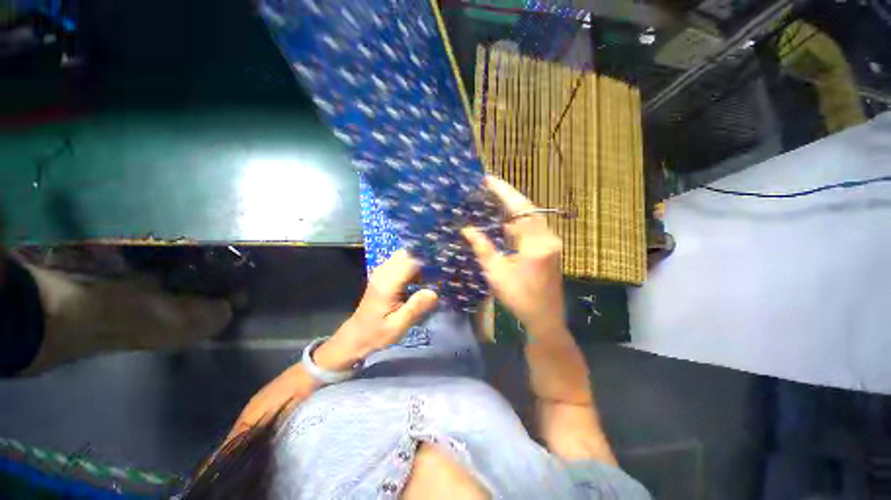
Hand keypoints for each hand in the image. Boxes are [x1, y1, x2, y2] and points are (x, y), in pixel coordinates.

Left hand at [316, 250, 438, 368]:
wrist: (356, 336)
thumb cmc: (377, 333)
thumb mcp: (397, 326)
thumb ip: (415, 308)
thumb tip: (433, 293)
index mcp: (387, 284)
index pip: (409, 261)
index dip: (427, 260)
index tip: (442, 265)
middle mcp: (383, 273)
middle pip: (407, 254)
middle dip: (424, 258)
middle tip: (439, 270)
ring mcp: (381, 272)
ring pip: (404, 256)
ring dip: (418, 262)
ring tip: (433, 274)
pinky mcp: (383, 275)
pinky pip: (400, 263)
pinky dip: (412, 267)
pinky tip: (421, 279)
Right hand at [462, 176, 564, 331]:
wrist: (545, 317)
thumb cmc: (519, 298)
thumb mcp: (496, 273)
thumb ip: (483, 248)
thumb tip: (467, 229)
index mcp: (536, 245)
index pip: (520, 210)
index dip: (504, 193)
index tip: (488, 180)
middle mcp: (548, 239)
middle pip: (528, 209)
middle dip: (508, 196)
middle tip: (488, 187)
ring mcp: (552, 242)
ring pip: (531, 217)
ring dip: (513, 208)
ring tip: (493, 198)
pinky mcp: (550, 247)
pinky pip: (533, 227)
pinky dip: (518, 221)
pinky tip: (504, 219)